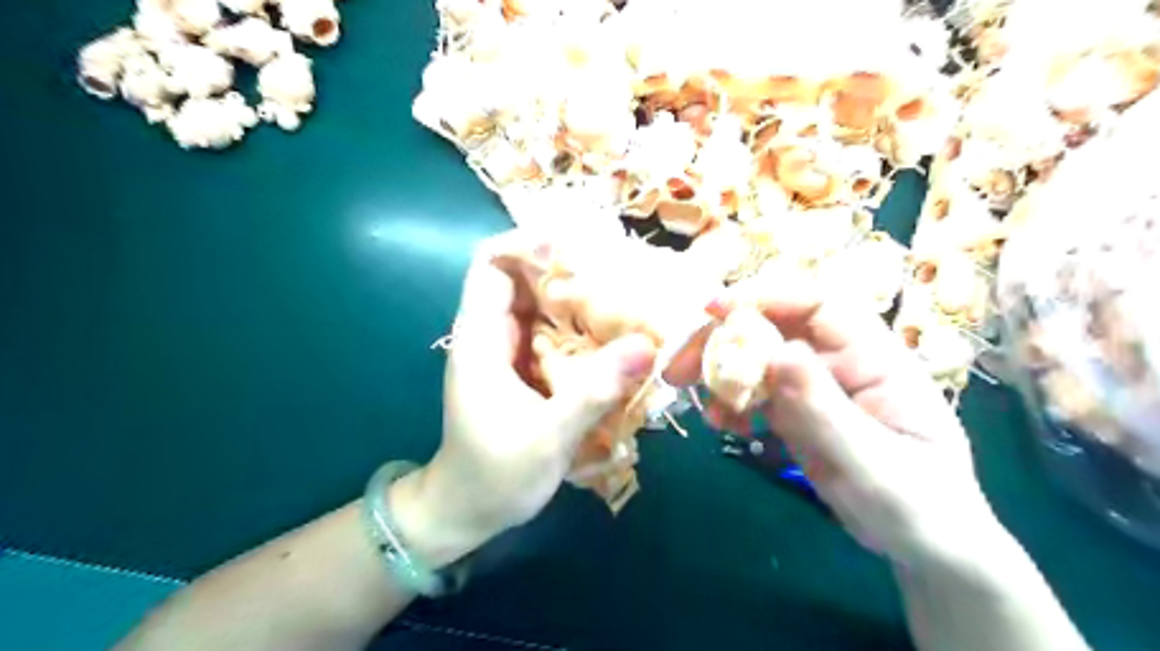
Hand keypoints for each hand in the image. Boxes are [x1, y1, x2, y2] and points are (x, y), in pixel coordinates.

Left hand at [395, 231, 656, 563]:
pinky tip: (616, 334)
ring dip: (580, 296)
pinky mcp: (526, 367)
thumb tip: (647, 346)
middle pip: (524, 277)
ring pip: (542, 304)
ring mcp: (509, 350)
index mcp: (480, 338)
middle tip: (619, 270)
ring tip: (627, 295)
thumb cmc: (495, 475)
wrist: (468, 510)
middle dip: (567, 267)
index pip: (490, 264)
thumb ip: (594, 391)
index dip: (527, 244)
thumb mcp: (548, 436)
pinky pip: (554, 331)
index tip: (577, 247)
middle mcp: (492, 334)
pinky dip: (582, 325)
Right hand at [668, 283, 1001, 563]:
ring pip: (757, 360)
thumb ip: (825, 411)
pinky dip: (732, 404)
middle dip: (724, 340)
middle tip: (678, 367)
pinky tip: (725, 426)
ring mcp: (815, 387)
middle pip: (774, 328)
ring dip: (720, 374)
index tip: (714, 310)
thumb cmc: (917, 506)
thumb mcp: (873, 465)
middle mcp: (840, 362)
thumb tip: (777, 353)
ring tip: (701, 404)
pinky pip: (755, 395)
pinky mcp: (797, 412)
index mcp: (875, 358)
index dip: (766, 297)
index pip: (819, 306)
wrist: (923, 547)